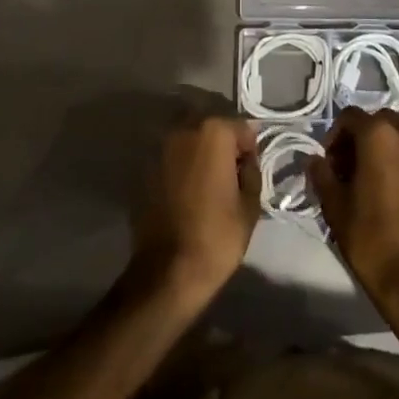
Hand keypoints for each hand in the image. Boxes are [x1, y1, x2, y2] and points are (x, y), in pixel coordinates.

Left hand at [132, 115, 260, 304]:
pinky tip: (189, 189)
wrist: (167, 272)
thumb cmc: (217, 236)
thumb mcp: (250, 205)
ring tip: (210, 180)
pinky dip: (183, 164)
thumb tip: (246, 160)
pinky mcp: (146, 167)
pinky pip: (173, 156)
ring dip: (201, 151)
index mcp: (214, 133)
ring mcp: (162, 147)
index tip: (252, 168)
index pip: (242, 127)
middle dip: (224, 143)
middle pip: (212, 127)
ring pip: (190, 138)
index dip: (250, 148)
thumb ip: (251, 170)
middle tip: (232, 172)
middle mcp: (185, 130)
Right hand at [308, 109, 398, 306]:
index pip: (350, 116)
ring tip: (364, 181)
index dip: (334, 136)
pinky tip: (385, 191)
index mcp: (379, 134)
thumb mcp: (335, 206)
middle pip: (376, 122)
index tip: (328, 163)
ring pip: (395, 136)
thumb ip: (322, 174)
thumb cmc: (372, 239)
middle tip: (344, 169)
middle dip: (358, 139)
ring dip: (378, 148)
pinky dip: (396, 160)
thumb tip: (314, 160)